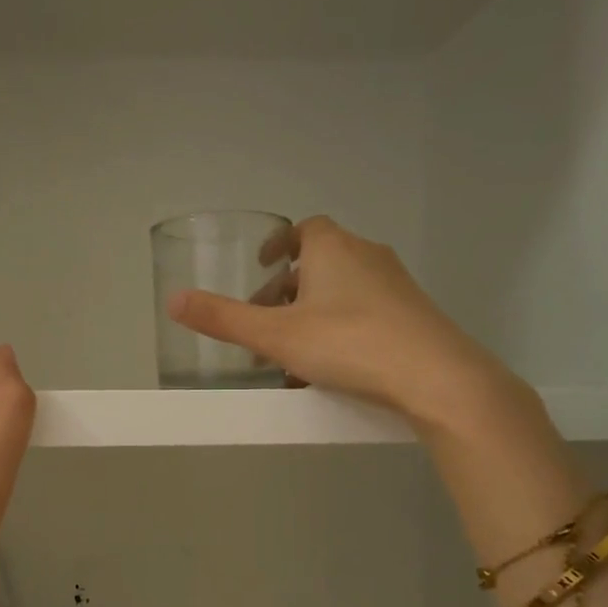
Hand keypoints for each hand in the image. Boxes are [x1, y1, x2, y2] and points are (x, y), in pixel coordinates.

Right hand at [167, 216, 526, 434]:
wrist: (435, 376)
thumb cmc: (348, 343)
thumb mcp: (275, 335)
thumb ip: (223, 319)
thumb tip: (172, 299)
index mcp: (333, 249)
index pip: (304, 230)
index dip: (279, 245)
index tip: (262, 266)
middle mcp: (367, 256)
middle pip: (320, 264)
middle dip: (287, 292)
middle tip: (264, 324)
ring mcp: (395, 286)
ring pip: (342, 293)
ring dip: (311, 316)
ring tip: (290, 356)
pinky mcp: (413, 316)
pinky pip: (364, 315)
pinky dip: (339, 332)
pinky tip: (327, 372)